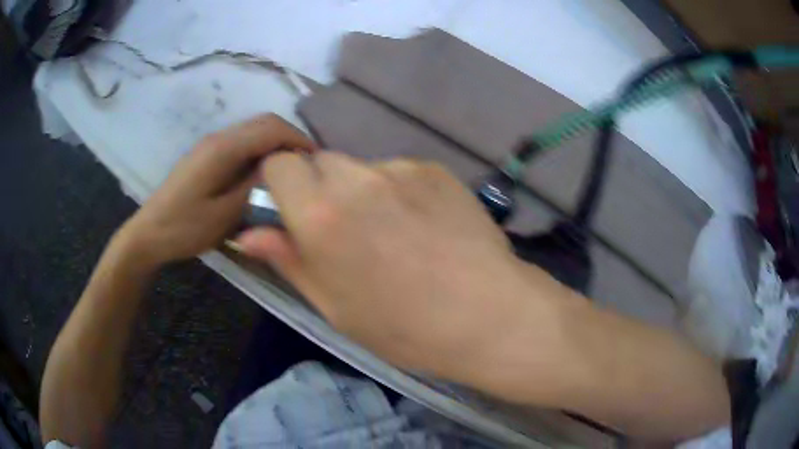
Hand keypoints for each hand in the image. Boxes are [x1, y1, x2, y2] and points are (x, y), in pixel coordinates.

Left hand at [119, 114, 314, 266]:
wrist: (149, 232)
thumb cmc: (184, 228)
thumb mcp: (224, 216)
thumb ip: (254, 188)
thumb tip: (281, 170)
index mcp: (224, 149)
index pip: (271, 128)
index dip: (298, 139)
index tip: (317, 162)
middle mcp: (219, 137)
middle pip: (264, 122)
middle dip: (290, 138)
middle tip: (306, 166)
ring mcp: (211, 143)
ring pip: (253, 130)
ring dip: (276, 143)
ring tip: (290, 170)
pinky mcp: (207, 154)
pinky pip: (242, 141)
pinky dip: (261, 150)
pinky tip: (264, 173)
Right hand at [235, 152, 568, 383]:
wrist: (489, 314)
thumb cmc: (405, 326)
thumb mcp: (334, 307)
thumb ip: (288, 260)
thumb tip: (246, 234)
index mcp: (320, 214)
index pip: (278, 165)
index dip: (279, 184)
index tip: (291, 211)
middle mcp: (356, 179)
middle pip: (319, 162)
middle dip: (319, 189)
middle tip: (343, 231)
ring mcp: (401, 168)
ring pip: (360, 168)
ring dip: (360, 191)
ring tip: (391, 232)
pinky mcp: (436, 169)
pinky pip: (399, 171)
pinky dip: (398, 191)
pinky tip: (424, 226)